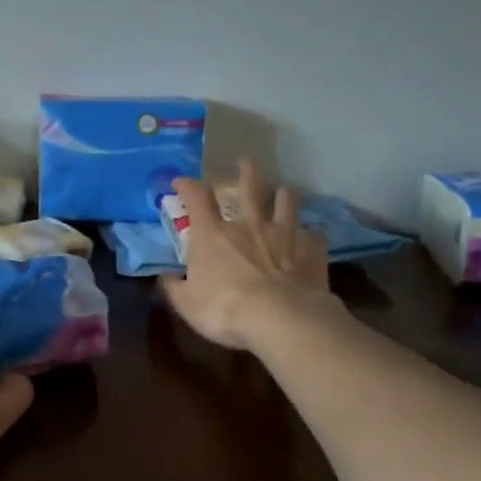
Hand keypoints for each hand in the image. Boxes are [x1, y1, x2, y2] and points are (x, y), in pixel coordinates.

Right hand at [160, 160, 334, 350]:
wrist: (279, 319)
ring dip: (283, 195)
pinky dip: (313, 234)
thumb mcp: (187, 304)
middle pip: (249, 188)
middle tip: (245, 162)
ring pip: (286, 203)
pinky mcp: (311, 252)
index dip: (187, 186)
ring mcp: (284, 235)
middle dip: (245, 172)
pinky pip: (315, 236)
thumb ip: (174, 288)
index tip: (181, 181)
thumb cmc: (224, 309)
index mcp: (213, 235)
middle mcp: (248, 226)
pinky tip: (314, 236)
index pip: (196, 199)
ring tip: (283, 191)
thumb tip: (166, 277)